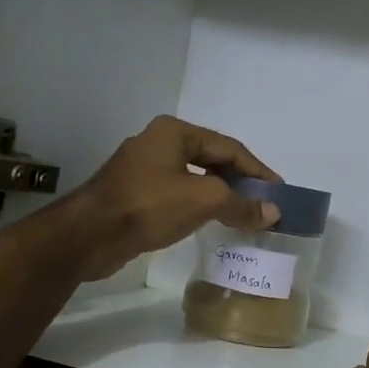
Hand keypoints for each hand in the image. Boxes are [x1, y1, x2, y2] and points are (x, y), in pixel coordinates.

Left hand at [67, 116, 281, 281]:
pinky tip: (210, 223)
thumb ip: (241, 204)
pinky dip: (198, 206)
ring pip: (193, 179)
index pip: (228, 147)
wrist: (90, 235)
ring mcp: (143, 169)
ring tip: (243, 216)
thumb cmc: (148, 206)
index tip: (278, 192)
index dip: (257, 170)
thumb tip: (273, 213)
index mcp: (175, 132)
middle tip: (263, 205)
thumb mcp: (203, 200)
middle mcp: (158, 143)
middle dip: (239, 183)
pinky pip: (176, 196)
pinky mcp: (134, 195)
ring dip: (219, 196)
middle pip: (211, 160)